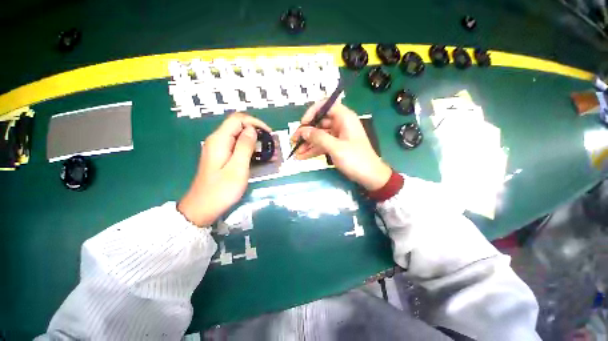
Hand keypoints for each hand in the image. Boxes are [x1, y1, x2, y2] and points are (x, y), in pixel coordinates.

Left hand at [178, 113, 270, 226]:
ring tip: (271, 153)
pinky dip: (251, 150)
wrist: (203, 208)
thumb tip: (252, 129)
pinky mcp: (223, 157)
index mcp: (220, 140)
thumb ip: (244, 146)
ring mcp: (220, 149)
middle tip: (272, 145)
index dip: (255, 123)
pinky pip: (239, 148)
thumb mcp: (237, 168)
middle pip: (239, 127)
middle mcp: (218, 140)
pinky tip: (262, 158)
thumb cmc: (221, 190)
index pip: (238, 119)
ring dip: (257, 143)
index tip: (269, 134)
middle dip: (258, 133)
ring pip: (240, 137)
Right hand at [291, 100, 391, 190]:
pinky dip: (313, 150)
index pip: (325, 105)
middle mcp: (340, 124)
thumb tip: (303, 130)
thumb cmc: (356, 159)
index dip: (312, 112)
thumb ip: (318, 137)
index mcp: (344, 118)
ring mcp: (338, 136)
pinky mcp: (336, 146)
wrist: (370, 176)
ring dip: (307, 143)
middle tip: (294, 141)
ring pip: (319, 135)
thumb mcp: (336, 148)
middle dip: (306, 132)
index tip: (303, 124)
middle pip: (319, 122)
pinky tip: (302, 157)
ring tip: (295, 152)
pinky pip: (322, 145)